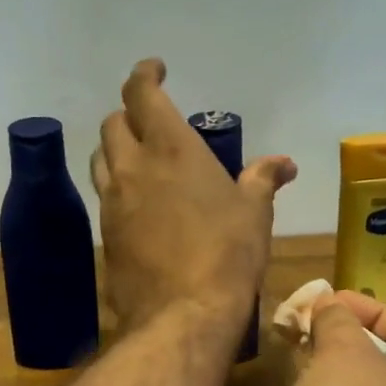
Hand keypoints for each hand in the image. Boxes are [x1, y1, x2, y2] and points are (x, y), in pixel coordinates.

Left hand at [89, 60, 296, 333]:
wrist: (182, 315)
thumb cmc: (227, 256)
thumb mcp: (254, 214)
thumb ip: (262, 180)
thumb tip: (283, 162)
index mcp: (171, 149)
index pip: (141, 95)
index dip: (144, 75)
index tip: (155, 70)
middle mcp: (134, 168)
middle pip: (113, 124)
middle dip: (128, 114)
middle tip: (149, 122)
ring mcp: (113, 202)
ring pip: (101, 159)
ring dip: (116, 149)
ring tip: (139, 158)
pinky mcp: (105, 234)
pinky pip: (104, 197)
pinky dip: (117, 187)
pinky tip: (138, 204)